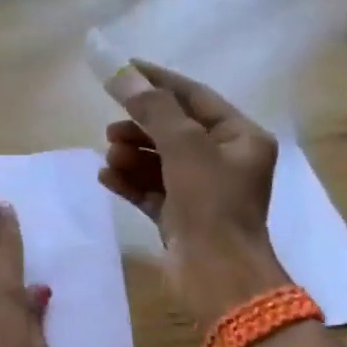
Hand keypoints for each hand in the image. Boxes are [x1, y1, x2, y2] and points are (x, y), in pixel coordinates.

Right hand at [98, 60, 289, 323]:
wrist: (217, 277)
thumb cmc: (211, 205)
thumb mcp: (185, 147)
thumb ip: (153, 109)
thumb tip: (121, 74)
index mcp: (241, 139)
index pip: (195, 98)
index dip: (158, 82)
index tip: (123, 69)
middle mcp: (224, 162)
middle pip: (174, 130)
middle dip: (140, 126)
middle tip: (110, 128)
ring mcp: (201, 193)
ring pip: (160, 162)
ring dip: (132, 155)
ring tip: (108, 155)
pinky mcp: (180, 218)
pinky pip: (151, 190)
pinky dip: (129, 181)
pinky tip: (105, 176)